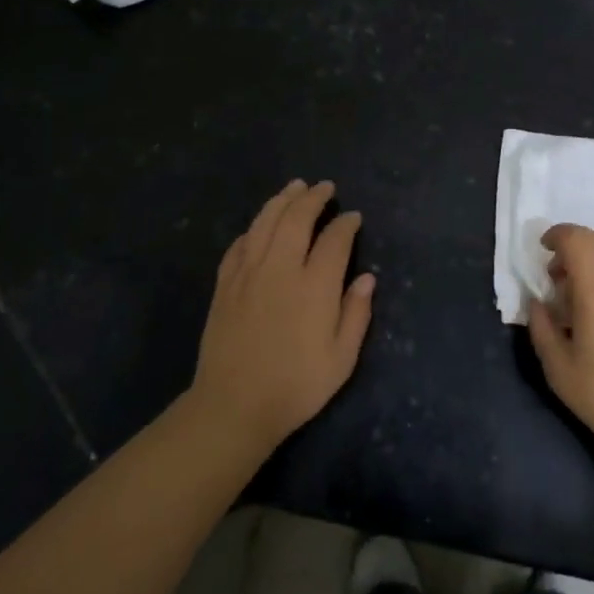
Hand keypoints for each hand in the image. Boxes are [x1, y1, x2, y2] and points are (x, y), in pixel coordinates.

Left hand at [191, 180, 375, 453]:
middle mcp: (280, 269)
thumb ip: (356, 314)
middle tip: (325, 187)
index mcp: (314, 286)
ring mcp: (248, 273)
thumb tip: (368, 277)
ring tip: (295, 186)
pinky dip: (254, 228)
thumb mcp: (341, 359)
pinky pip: (240, 244)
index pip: (334, 240)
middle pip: (296, 219)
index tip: (353, 217)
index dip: (346, 224)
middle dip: (313, 198)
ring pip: (265, 222)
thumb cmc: (296, 386)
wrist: (234, 406)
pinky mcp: (225, 284)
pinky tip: (260, 225)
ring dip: (282, 200)